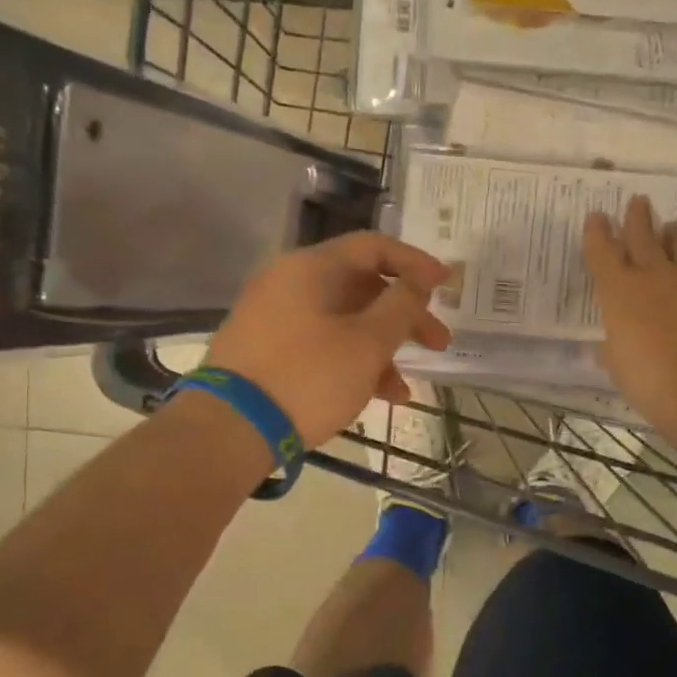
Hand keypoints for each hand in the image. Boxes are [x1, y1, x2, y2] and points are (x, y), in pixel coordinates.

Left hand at [204, 232, 452, 447]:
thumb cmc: (307, 378)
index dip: (416, 263)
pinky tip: (370, 397)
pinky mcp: (264, 350)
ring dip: (379, 350)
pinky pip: (318, 344)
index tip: (447, 284)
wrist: (229, 429)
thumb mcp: (367, 343)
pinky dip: (348, 362)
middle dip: (404, 317)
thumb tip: (418, 281)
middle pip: (360, 287)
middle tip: (439, 343)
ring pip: (341, 322)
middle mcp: (288, 282)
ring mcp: (272, 317)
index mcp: (311, 267)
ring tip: (404, 390)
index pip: (373, 246)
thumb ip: (401, 307)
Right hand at [583, 195, 676, 429]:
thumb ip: (614, 346)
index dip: (597, 232)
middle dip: (637, 216)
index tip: (597, 216)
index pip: (601, 251)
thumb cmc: (649, 380)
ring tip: (673, 227)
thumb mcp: (618, 365)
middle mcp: (654, 274)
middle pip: (642, 234)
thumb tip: (613, 344)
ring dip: (674, 233)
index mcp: (619, 290)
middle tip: (637, 201)